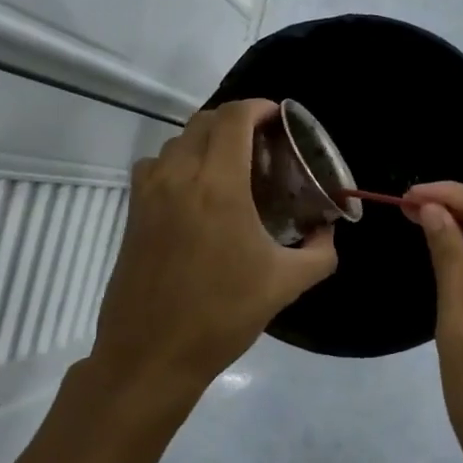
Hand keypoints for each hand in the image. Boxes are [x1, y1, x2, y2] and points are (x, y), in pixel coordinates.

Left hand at [91, 100, 337, 399]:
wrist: (151, 355)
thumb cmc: (221, 315)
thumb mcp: (285, 284)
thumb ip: (320, 251)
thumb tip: (328, 231)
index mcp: (217, 184)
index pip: (234, 117)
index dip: (260, 107)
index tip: (281, 120)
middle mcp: (178, 176)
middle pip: (205, 121)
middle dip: (237, 122)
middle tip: (264, 147)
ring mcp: (149, 192)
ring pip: (178, 141)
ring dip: (207, 141)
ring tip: (232, 167)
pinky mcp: (133, 212)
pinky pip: (157, 165)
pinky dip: (180, 162)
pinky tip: (196, 193)